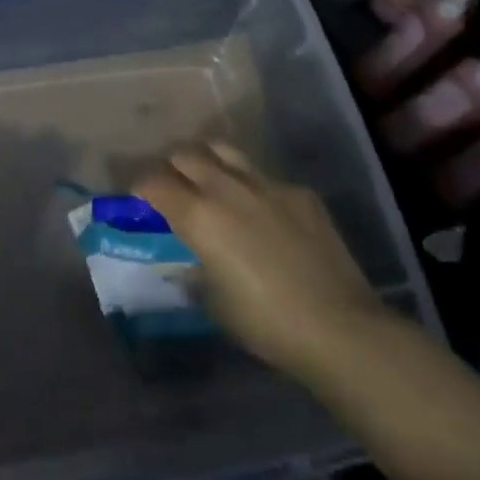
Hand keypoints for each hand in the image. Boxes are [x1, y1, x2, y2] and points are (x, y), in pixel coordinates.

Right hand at [136, 142, 385, 381]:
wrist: (340, 328)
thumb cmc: (266, 324)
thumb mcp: (215, 304)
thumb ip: (194, 272)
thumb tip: (187, 263)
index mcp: (198, 215)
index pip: (153, 182)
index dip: (141, 188)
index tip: (140, 199)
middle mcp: (226, 188)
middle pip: (186, 154)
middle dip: (173, 167)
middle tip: (174, 187)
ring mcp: (266, 184)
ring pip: (224, 150)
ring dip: (210, 161)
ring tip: (210, 179)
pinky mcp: (300, 193)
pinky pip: (266, 178)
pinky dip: (254, 188)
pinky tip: (265, 213)